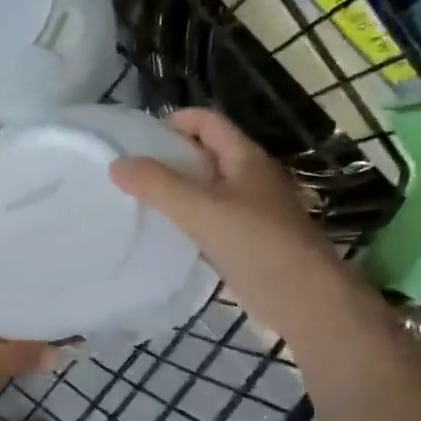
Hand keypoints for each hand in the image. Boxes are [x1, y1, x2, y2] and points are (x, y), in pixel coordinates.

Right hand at [108, 108, 347, 331]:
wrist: (304, 299)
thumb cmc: (256, 244)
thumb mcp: (201, 209)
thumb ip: (157, 185)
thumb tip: (116, 164)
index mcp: (245, 158)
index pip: (206, 121)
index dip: (173, 121)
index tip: (136, 140)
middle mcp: (248, 178)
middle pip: (203, 153)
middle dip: (167, 157)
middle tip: (128, 172)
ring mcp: (249, 211)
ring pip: (204, 189)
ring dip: (173, 191)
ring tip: (135, 202)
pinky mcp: (245, 241)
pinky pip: (207, 219)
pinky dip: (184, 220)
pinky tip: (161, 234)